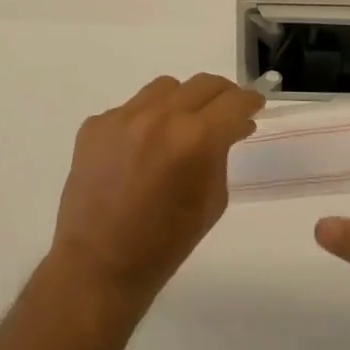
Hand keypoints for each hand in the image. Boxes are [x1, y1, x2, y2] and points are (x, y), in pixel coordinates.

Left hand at [49, 74, 263, 317]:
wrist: (99, 266)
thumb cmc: (166, 243)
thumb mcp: (212, 200)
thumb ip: (222, 154)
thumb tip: (231, 126)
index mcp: (195, 139)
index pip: (234, 102)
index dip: (250, 101)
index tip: (254, 105)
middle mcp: (159, 116)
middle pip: (203, 84)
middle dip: (222, 96)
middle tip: (225, 113)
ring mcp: (123, 116)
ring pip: (166, 88)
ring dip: (182, 102)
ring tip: (180, 128)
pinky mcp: (96, 124)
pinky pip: (131, 108)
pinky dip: (144, 121)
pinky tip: (140, 150)